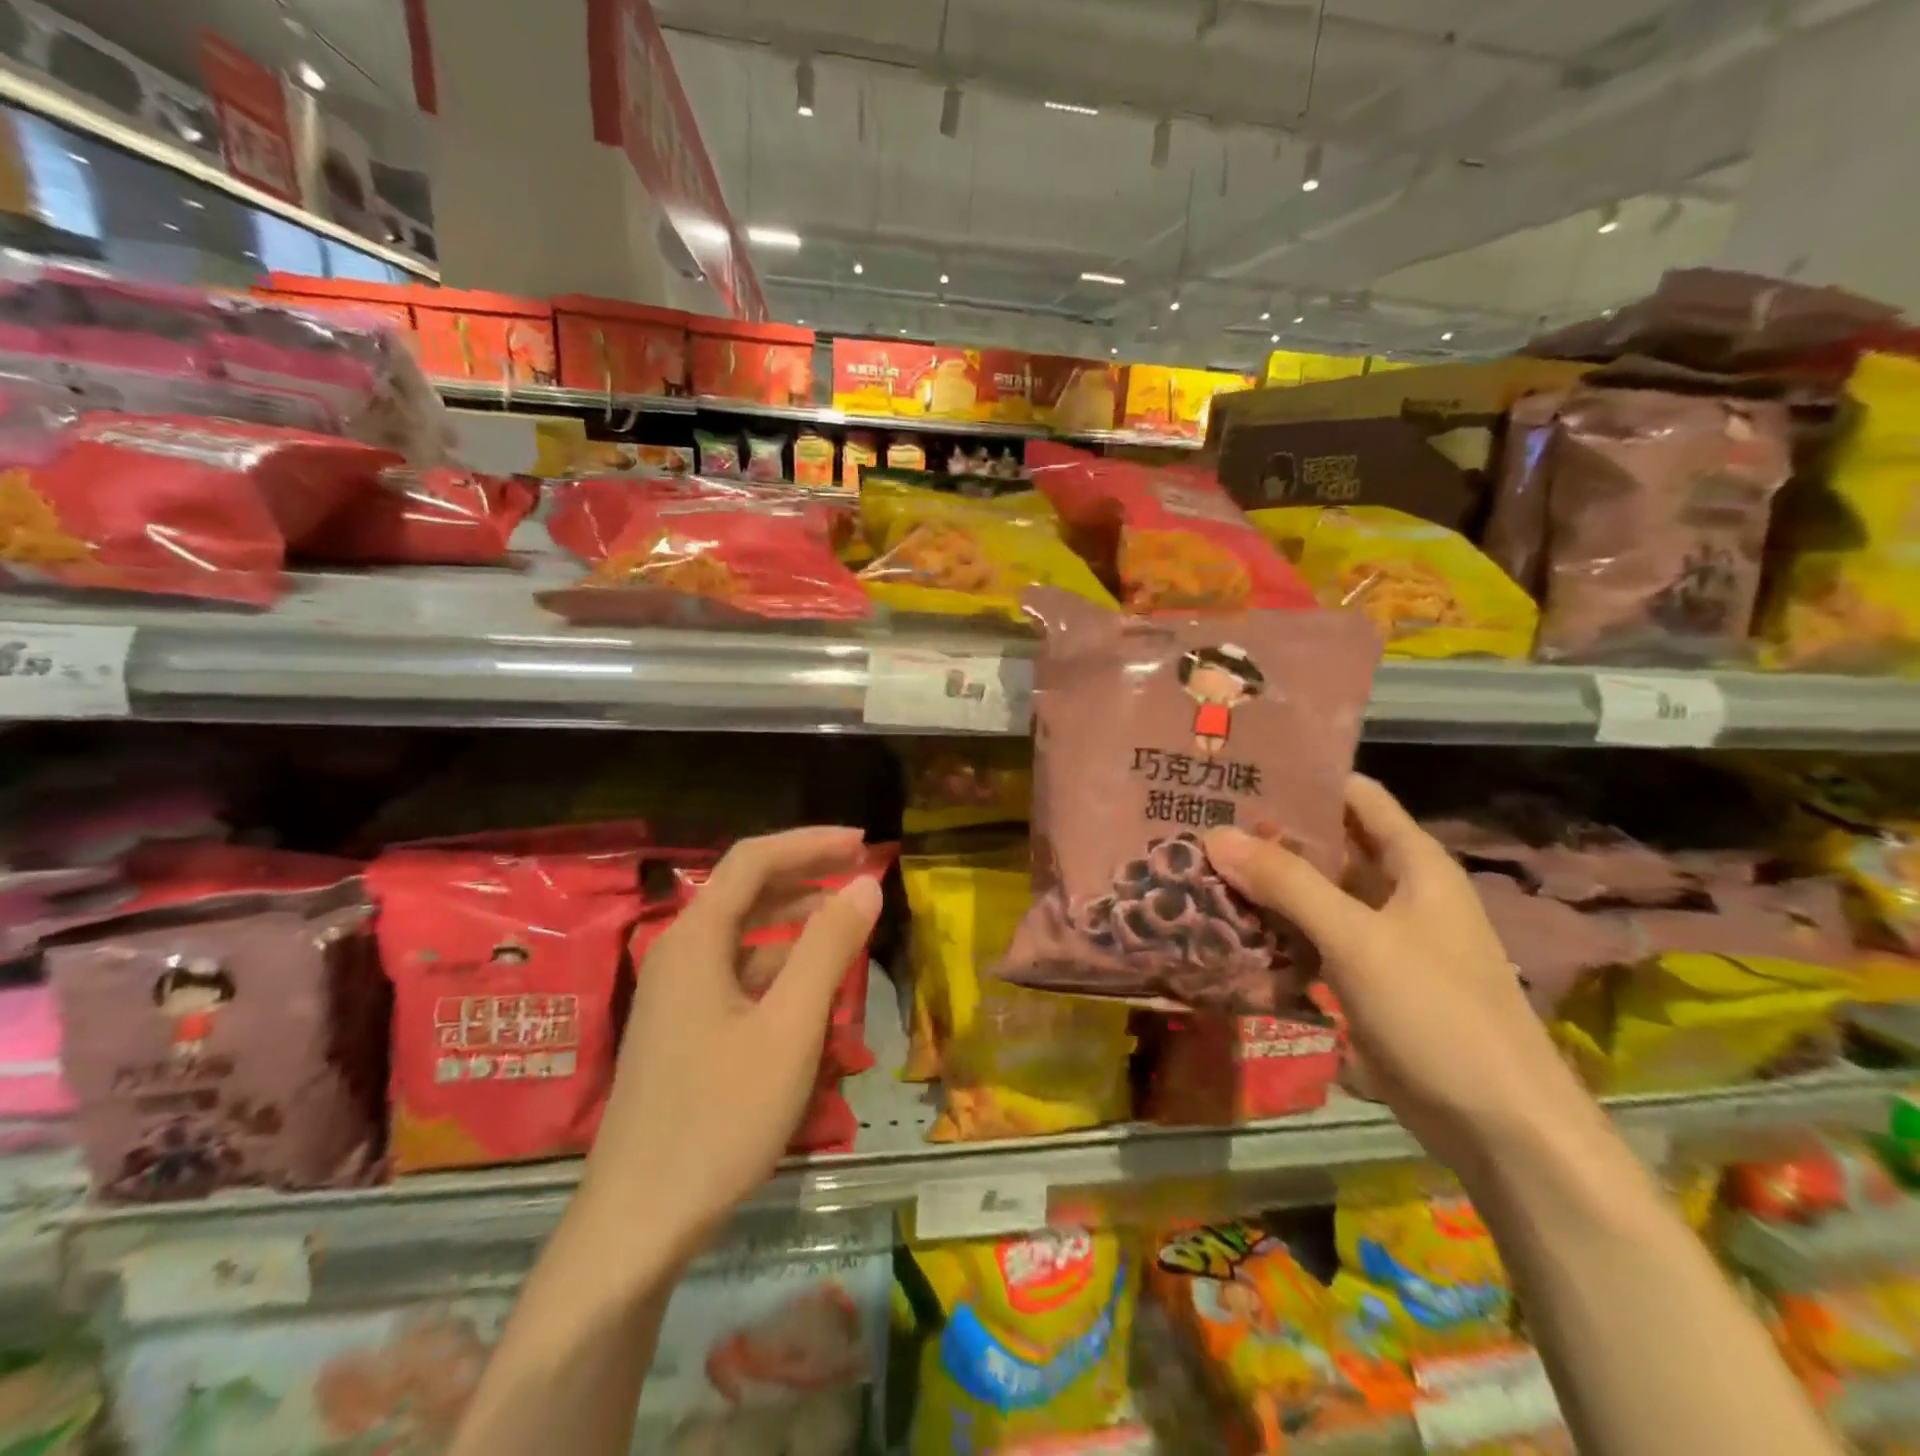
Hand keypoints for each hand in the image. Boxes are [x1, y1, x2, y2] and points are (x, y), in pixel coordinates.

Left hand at [582, 827, 881, 1253]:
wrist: (637, 1227)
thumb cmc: (718, 1120)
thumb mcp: (789, 1030)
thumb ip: (828, 948)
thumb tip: (865, 882)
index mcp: (696, 940)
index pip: (754, 860)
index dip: (811, 843)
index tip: (863, 843)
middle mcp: (680, 954)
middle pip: (747, 892)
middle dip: (807, 877)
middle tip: (863, 877)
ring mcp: (676, 994)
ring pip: (745, 938)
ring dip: (797, 926)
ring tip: (851, 931)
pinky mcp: (682, 1029)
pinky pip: (739, 977)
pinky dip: (780, 971)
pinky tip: (815, 997)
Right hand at [1204, 776, 1596, 1167]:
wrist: (1499, 1128)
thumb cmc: (1438, 1014)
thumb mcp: (1358, 939)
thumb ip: (1287, 884)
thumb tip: (1216, 834)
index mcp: (1415, 864)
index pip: (1356, 796)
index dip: (1304, 777)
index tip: (1241, 770)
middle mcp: (1398, 890)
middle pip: (1328, 844)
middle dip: (1270, 832)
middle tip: (1201, 818)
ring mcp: (1380, 936)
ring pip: (1314, 893)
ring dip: (1266, 882)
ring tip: (1199, 863)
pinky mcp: (1363, 978)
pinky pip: (1311, 937)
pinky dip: (1275, 927)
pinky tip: (1226, 922)